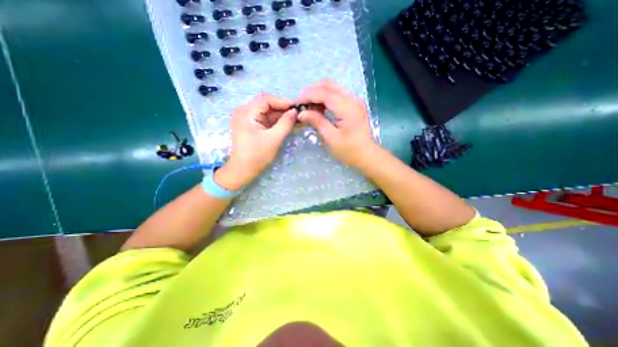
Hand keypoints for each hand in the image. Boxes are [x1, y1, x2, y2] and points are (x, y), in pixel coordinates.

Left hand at [216, 92, 296, 189]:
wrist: (243, 171)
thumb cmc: (257, 156)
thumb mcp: (274, 139)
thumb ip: (285, 123)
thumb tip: (295, 111)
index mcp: (246, 113)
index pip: (266, 99)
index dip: (282, 101)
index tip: (296, 108)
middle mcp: (245, 112)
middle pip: (267, 105)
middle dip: (283, 110)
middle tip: (298, 115)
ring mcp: (248, 120)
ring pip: (268, 113)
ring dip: (282, 116)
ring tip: (296, 120)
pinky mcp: (252, 127)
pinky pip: (266, 120)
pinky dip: (277, 122)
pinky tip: (288, 125)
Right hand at [295, 81, 376, 168]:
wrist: (366, 154)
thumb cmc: (349, 150)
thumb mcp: (331, 138)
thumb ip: (317, 122)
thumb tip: (302, 113)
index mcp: (348, 108)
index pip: (324, 92)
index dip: (308, 95)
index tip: (296, 103)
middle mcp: (352, 99)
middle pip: (328, 84)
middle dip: (311, 91)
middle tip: (301, 105)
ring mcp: (354, 99)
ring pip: (332, 86)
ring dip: (317, 93)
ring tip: (308, 107)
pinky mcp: (353, 103)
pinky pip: (336, 93)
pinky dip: (324, 97)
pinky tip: (319, 108)